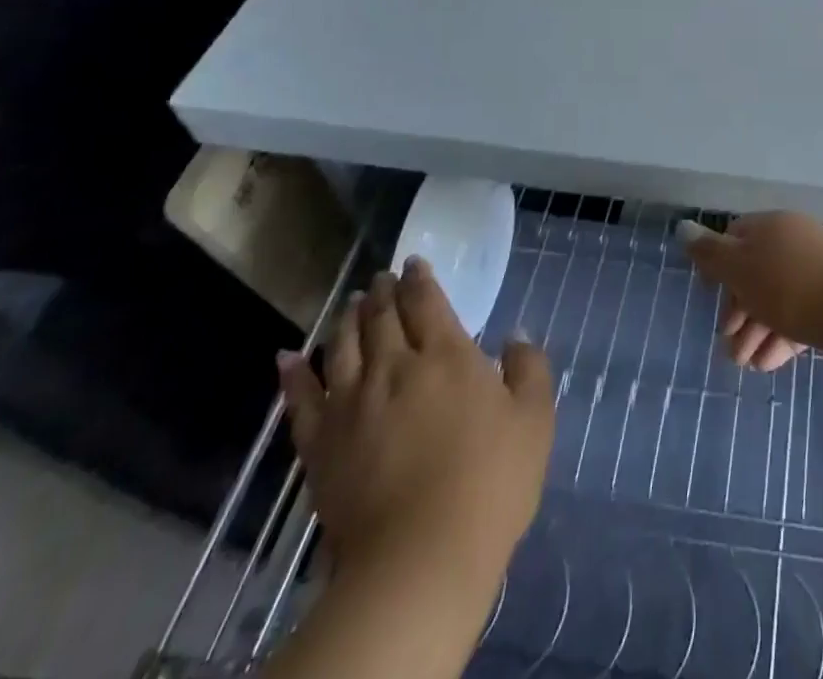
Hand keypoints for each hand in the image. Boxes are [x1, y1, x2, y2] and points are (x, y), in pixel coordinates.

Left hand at [277, 259, 554, 586]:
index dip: (419, 279)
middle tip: (379, 279)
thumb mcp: (534, 419)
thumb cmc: (491, 483)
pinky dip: (293, 375)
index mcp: (447, 356)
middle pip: (382, 318)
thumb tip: (514, 335)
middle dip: (381, 293)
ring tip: (349, 303)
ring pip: (343, 347)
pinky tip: (288, 357)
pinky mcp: (321, 446)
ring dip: (346, 319)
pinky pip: (301, 401)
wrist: (421, 559)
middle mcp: (396, 368)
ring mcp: (353, 405)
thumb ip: (528, 368)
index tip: (412, 263)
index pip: (427, 302)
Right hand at [679, 212, 822, 371]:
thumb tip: (683, 227)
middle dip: (737, 309)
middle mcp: (794, 243)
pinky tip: (767, 365)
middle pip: (755, 272)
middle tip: (727, 341)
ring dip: (755, 331)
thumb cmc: (789, 284)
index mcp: (771, 227)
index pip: (736, 236)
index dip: (718, 263)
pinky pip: (798, 318)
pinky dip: (779, 339)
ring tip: (743, 364)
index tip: (708, 292)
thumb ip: (710, 253)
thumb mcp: (740, 267)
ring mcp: (816, 273)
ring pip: (776, 300)